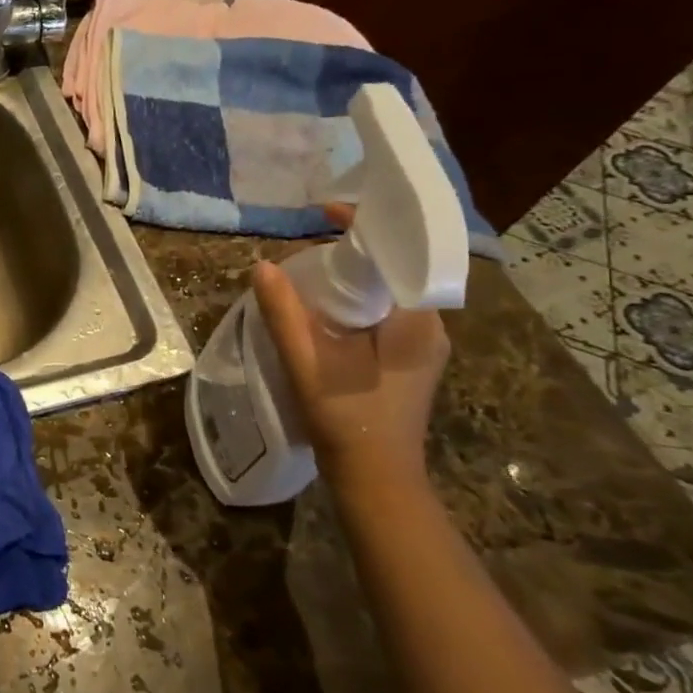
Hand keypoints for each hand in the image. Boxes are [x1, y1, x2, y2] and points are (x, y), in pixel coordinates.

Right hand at [250, 206, 448, 506]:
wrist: (376, 481)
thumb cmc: (348, 421)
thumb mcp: (308, 364)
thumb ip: (285, 314)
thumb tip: (262, 265)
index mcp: (417, 322)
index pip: (402, 254)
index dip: (367, 226)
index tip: (327, 211)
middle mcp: (430, 328)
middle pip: (395, 269)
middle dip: (355, 249)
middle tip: (310, 240)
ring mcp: (421, 346)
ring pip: (389, 292)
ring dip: (354, 275)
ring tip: (310, 267)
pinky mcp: (407, 360)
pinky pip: (384, 312)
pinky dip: (355, 299)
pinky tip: (323, 307)